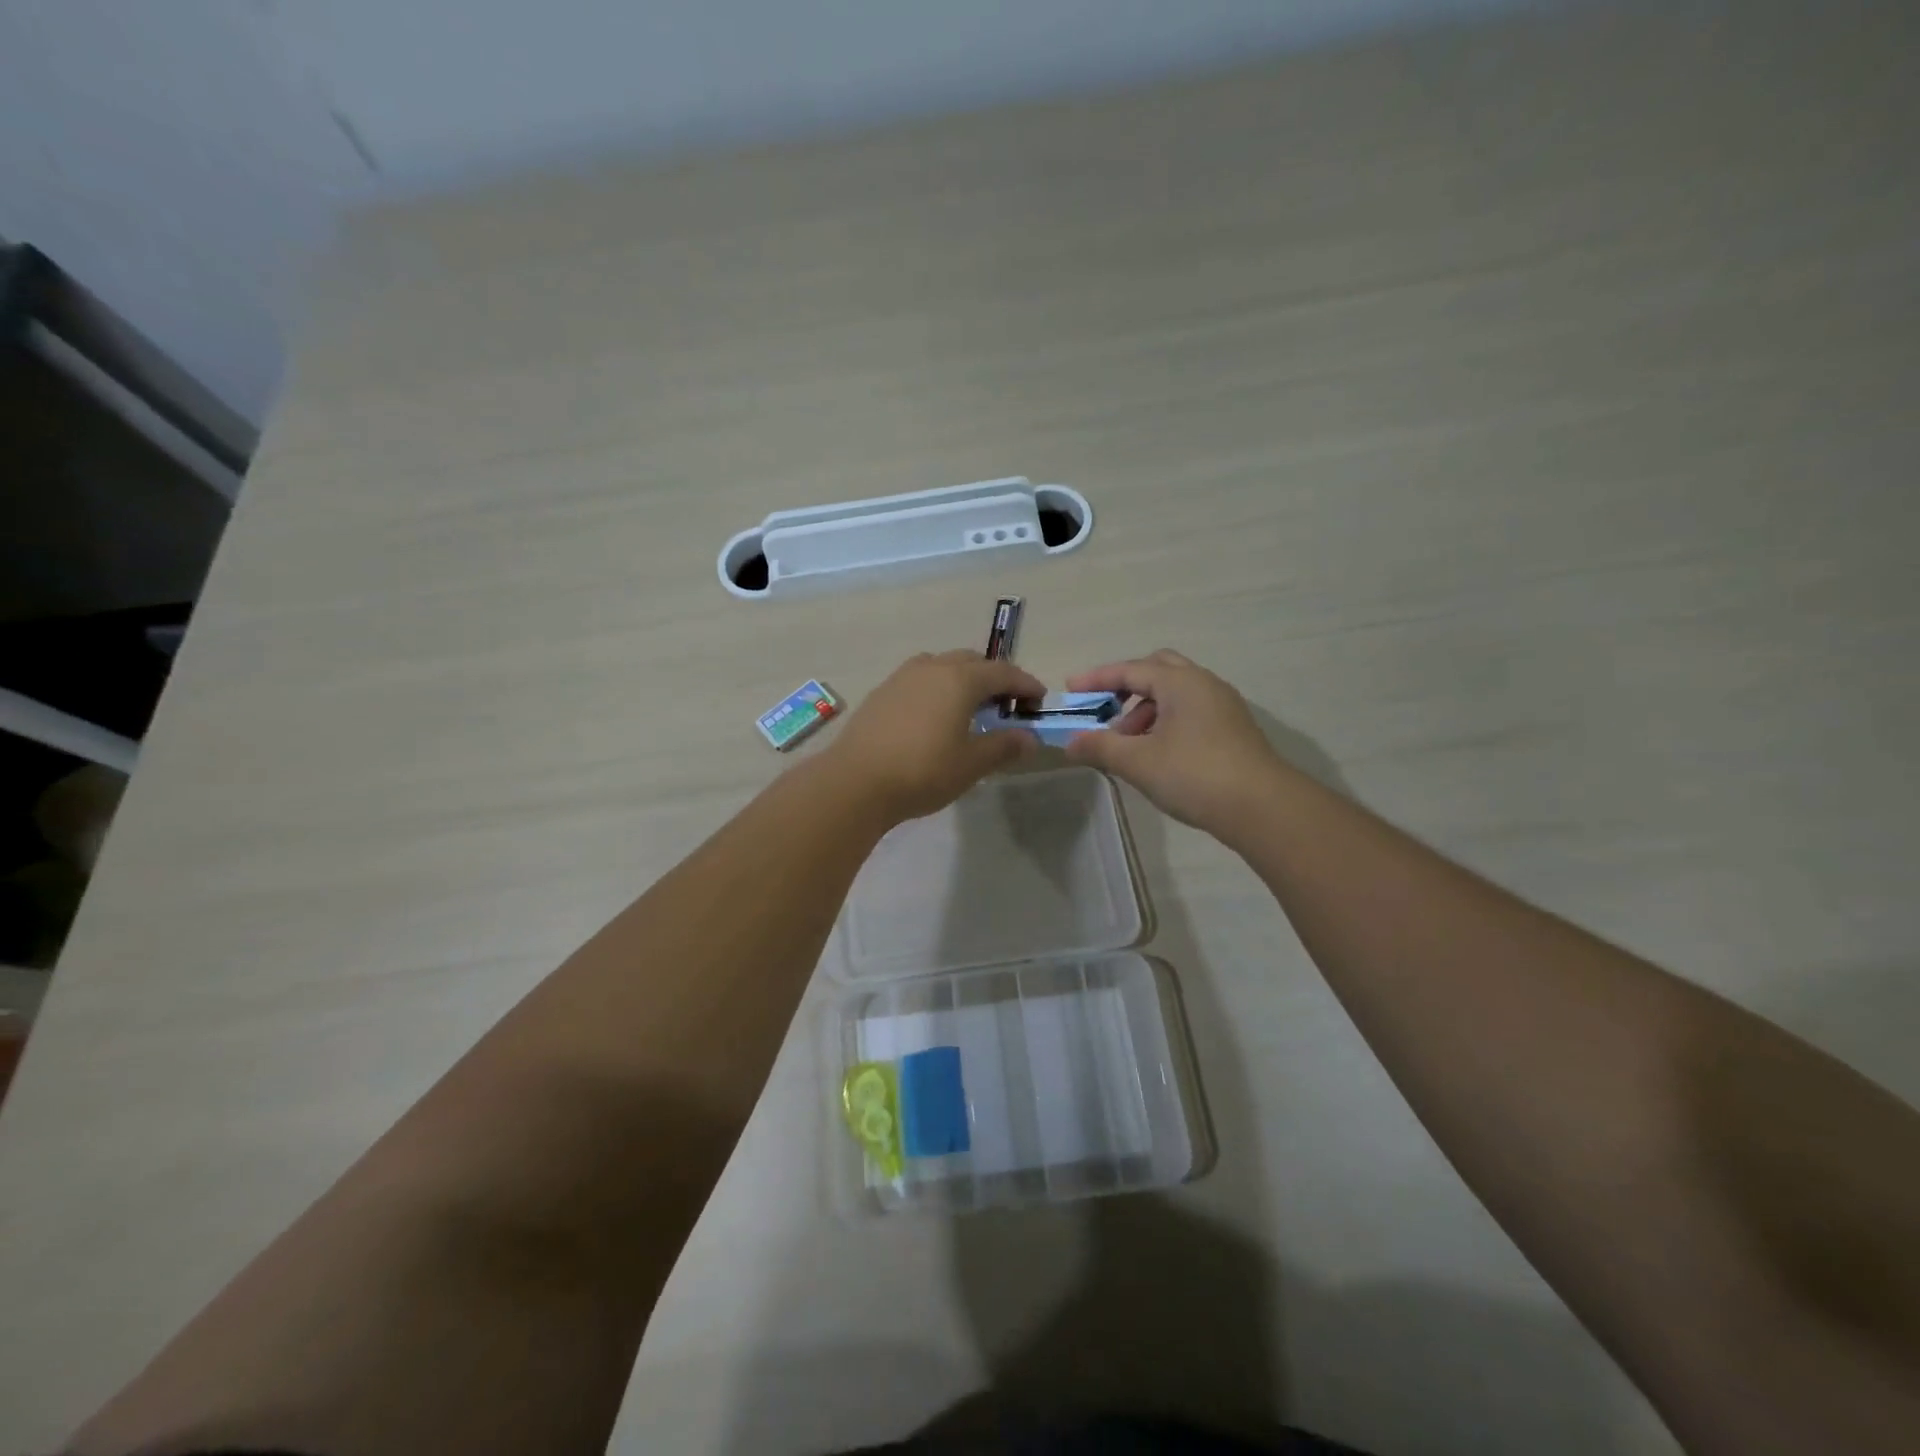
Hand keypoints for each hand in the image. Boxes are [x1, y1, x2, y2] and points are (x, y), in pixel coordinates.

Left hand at [824, 650, 1044, 823]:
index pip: (1003, 672)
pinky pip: (920, 679)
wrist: (855, 781)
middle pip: (971, 661)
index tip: (1039, 699)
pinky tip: (935, 714)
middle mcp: (932, 668)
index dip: (1025, 684)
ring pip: (942, 666)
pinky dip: (937, 687)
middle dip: (994, 677)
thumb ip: (1003, 746)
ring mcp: (902, 677)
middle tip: (1006, 703)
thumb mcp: (971, 764)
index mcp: (960, 679)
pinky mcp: (882, 692)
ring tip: (970, 706)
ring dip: (962, 678)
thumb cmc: (922, 771)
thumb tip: (1030, 738)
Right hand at [1062, 650, 1283, 835]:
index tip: (1071, 688)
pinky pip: (1191, 711)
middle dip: (1127, 686)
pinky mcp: (1233, 729)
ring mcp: (1223, 706)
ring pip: (1176, 693)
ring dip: (1146, 709)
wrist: (1262, 807)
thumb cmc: (1194, 775)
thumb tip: (1070, 743)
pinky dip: (1166, 721)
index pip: (1131, 669)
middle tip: (1105, 709)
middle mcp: (1204, 684)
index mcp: (1180, 682)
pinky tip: (1157, 753)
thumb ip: (1100, 747)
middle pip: (1158, 669)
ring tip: (1128, 743)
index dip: (1097, 678)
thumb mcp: (1138, 762)